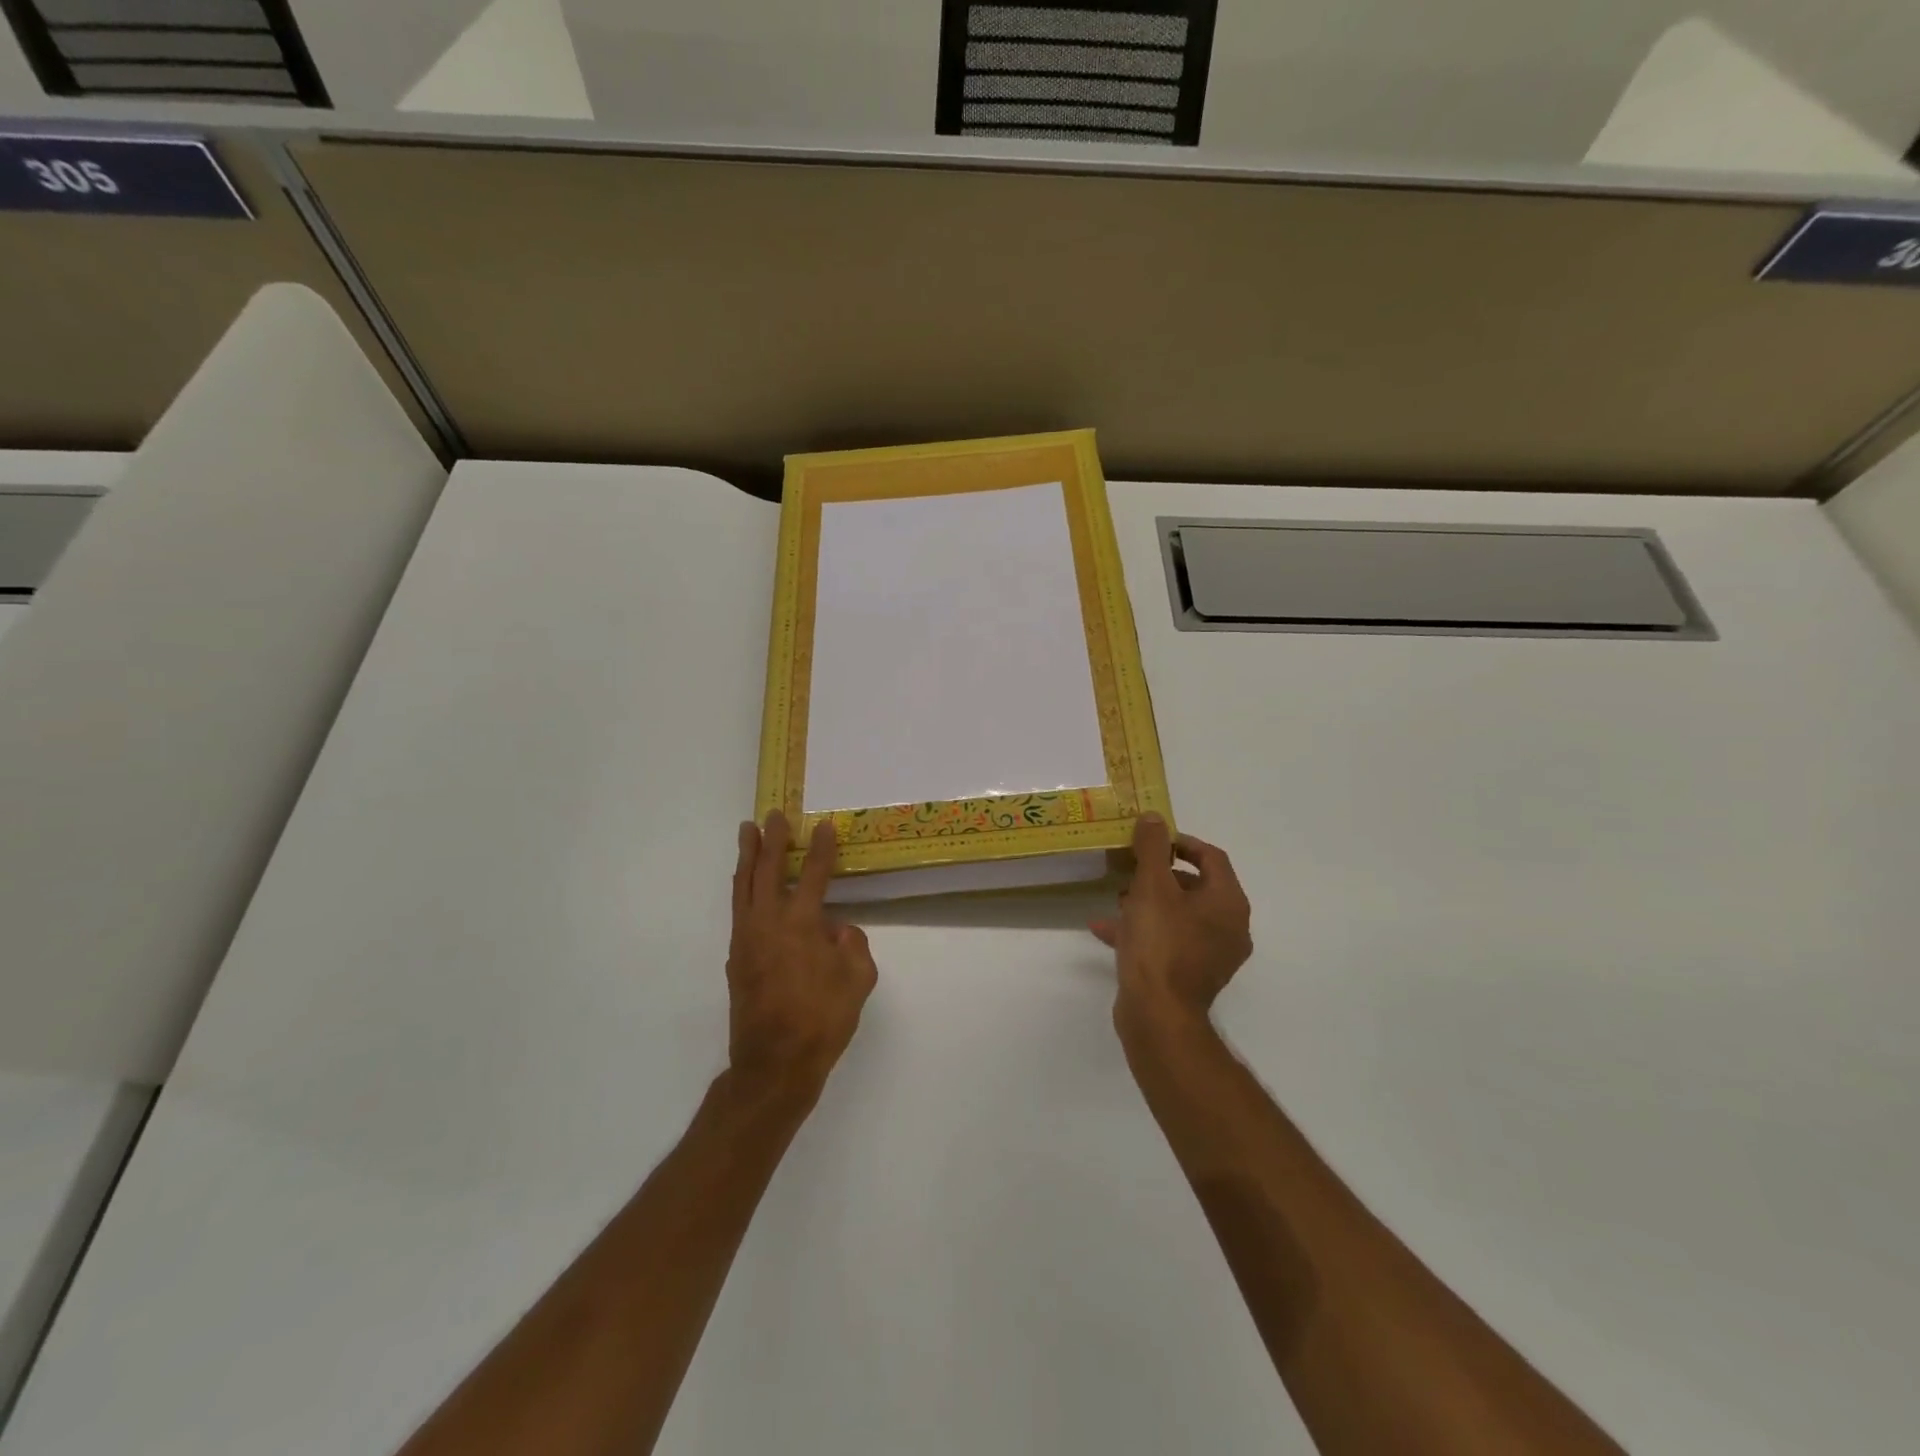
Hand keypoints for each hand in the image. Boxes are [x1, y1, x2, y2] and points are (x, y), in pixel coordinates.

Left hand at [727, 811, 877, 1101]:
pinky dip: (742, 888)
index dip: (820, 848)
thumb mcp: (858, 982)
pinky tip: (746, 884)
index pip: (812, 876)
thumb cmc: (821, 1022)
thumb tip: (837, 931)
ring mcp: (747, 941)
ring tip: (747, 832)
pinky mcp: (737, 958)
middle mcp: (768, 924)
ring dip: (747, 857)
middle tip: (773, 814)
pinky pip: (738, 910)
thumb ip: (852, 947)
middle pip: (766, 871)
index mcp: (800, 926)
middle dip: (772, 840)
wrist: (773, 1066)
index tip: (822, 824)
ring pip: (743, 887)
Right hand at [1092, 814, 1252, 1041]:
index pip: (1212, 857)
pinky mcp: (1191, 975)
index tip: (1150, 840)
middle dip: (1159, 873)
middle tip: (1130, 867)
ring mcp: (1211, 954)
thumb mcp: (1151, 886)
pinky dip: (1142, 930)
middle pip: (1195, 886)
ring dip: (1147, 902)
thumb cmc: (1159, 943)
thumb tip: (1154, 817)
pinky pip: (1168, 941)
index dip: (1181, 842)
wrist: (1158, 1015)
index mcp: (1228, 902)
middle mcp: (1228, 927)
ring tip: (1116, 897)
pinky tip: (1104, 928)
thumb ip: (1152, 848)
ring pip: (1179, 915)